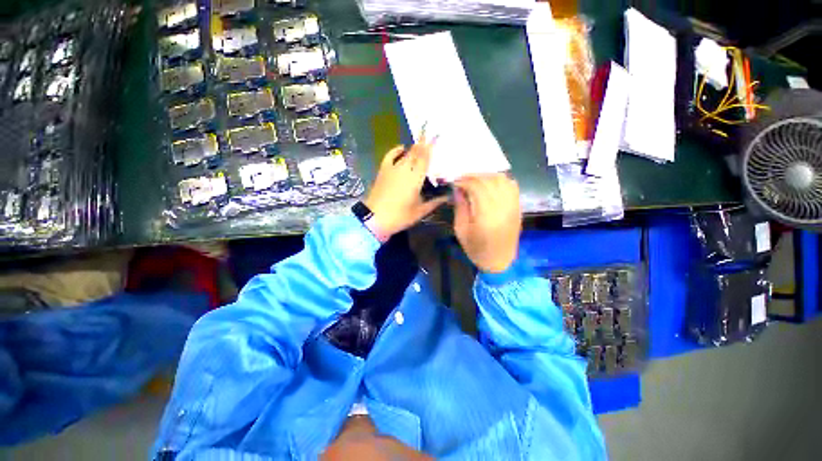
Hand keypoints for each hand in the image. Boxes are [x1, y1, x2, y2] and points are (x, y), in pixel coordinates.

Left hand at [363, 140, 447, 238]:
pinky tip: (401, 148)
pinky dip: (396, 150)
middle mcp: (405, 168)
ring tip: (421, 143)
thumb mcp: (420, 212)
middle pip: (416, 151)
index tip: (436, 134)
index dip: (431, 145)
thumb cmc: (399, 216)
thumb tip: (448, 196)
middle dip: (423, 141)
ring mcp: (392, 168)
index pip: (425, 157)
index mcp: (416, 178)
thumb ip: (435, 202)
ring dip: (414, 148)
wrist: (374, 218)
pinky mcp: (383, 171)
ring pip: (406, 153)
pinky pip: (390, 156)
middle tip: (431, 132)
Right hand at [453, 174, 520, 272]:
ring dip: (487, 176)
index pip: (477, 187)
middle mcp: (503, 207)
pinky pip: (512, 185)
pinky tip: (490, 184)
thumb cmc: (476, 249)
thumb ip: (460, 207)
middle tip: (462, 180)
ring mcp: (513, 206)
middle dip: (473, 176)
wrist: (499, 261)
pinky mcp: (518, 207)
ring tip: (475, 180)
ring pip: (502, 180)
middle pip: (489, 180)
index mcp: (486, 215)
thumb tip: (458, 189)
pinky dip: (500, 180)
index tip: (454, 182)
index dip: (464, 181)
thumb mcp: (461, 230)